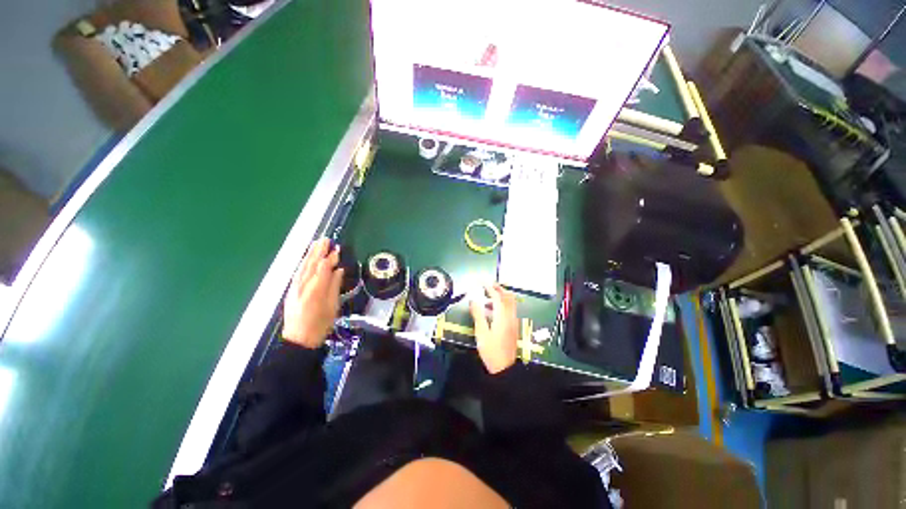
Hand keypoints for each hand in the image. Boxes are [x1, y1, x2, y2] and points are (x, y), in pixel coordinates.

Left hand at [282, 238, 343, 348]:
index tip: (337, 249)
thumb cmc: (320, 325)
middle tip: (325, 240)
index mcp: (315, 289)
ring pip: (303, 267)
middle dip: (318, 251)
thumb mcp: (332, 306)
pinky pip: (298, 272)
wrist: (298, 340)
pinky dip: (304, 264)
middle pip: (311, 264)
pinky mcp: (291, 291)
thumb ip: (334, 286)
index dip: (330, 258)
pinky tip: (307, 259)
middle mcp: (303, 285)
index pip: (323, 268)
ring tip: (316, 244)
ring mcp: (295, 287)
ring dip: (310, 254)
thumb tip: (338, 270)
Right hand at [470, 283, 518, 373]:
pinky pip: (511, 309)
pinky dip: (504, 303)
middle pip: (508, 297)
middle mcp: (510, 316)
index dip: (489, 287)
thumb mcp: (481, 332)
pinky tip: (494, 309)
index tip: (482, 282)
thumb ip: (477, 314)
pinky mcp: (514, 326)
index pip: (497, 296)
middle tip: (489, 284)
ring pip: (511, 302)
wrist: (504, 367)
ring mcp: (514, 321)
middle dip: (499, 288)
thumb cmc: (491, 350)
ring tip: (489, 296)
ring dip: (502, 295)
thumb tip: (473, 300)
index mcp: (502, 316)